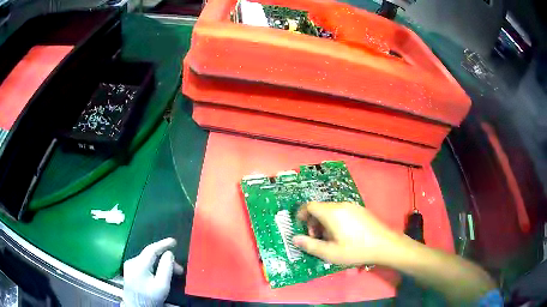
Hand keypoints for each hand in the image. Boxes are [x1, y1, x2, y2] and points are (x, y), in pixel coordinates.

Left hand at [123, 238, 183, 306]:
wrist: (136, 306)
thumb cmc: (150, 297)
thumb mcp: (162, 285)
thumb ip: (166, 268)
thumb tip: (169, 254)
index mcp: (138, 264)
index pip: (151, 249)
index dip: (163, 244)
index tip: (174, 241)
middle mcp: (132, 262)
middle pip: (150, 255)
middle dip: (165, 260)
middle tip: (179, 270)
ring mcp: (129, 266)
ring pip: (148, 260)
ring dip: (160, 264)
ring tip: (172, 273)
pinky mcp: (130, 271)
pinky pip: (144, 264)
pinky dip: (154, 266)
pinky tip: (160, 273)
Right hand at [293, 202, 402, 265]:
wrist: (385, 245)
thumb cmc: (356, 250)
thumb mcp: (330, 253)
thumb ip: (310, 245)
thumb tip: (294, 238)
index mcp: (332, 213)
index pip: (310, 206)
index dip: (301, 214)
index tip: (299, 226)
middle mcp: (341, 205)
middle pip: (320, 208)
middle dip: (313, 222)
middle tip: (315, 238)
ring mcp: (353, 206)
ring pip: (331, 210)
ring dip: (324, 222)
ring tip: (329, 239)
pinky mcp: (360, 210)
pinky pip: (342, 211)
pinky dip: (335, 220)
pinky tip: (342, 234)